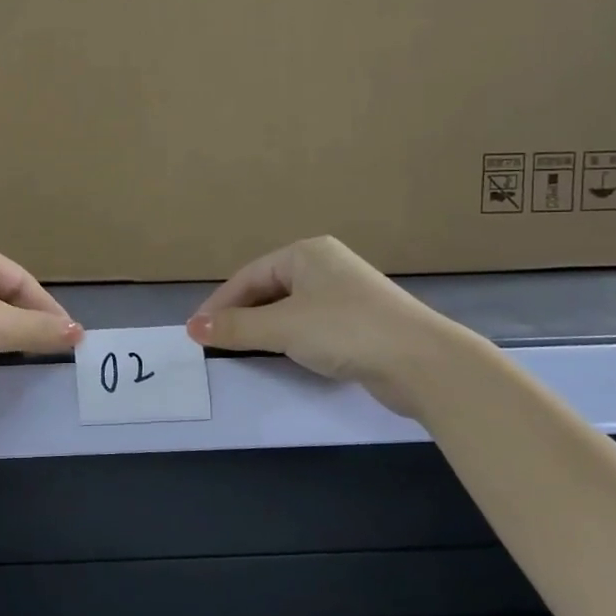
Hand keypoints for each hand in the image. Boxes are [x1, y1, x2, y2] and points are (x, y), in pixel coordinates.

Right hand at [186, 236, 466, 415]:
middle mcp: (324, 266)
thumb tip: (192, 328)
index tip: (196, 332)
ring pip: (287, 309)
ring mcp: (344, 294)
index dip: (218, 304)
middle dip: (239, 316)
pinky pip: (309, 325)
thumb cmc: (345, 331)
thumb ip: (235, 327)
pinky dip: (288, 338)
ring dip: (262, 329)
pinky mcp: (358, 322)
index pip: (248, 276)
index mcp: (306, 253)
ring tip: (240, 350)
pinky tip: (280, 355)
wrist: (422, 362)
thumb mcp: (281, 328)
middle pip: (266, 290)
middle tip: (214, 343)